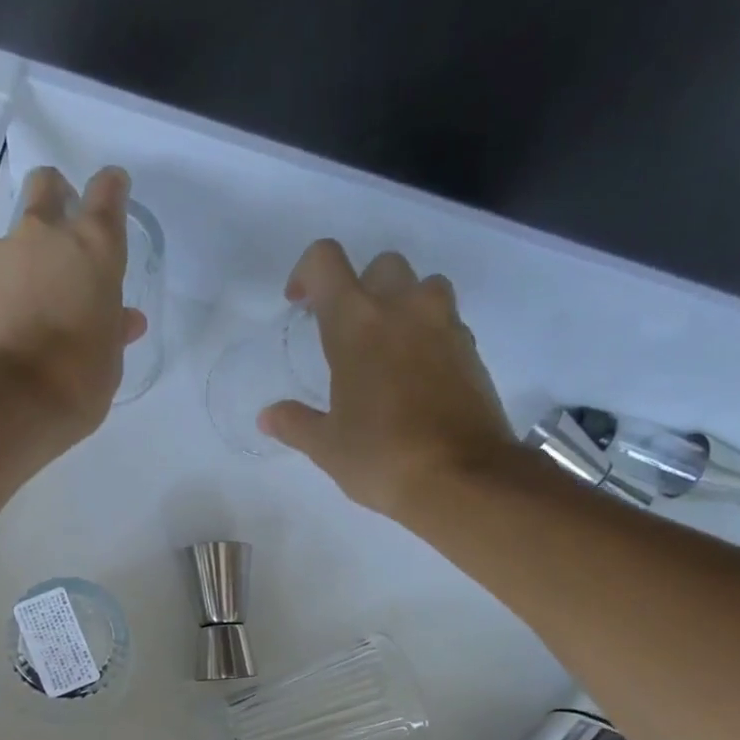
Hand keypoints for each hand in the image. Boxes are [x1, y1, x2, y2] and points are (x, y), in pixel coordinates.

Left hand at [0, 166, 146, 437]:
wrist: (4, 404)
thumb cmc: (75, 384)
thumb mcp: (108, 362)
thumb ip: (112, 329)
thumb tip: (123, 319)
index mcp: (92, 251)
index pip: (107, 195)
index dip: (110, 190)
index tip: (111, 191)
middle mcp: (41, 237)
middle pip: (45, 187)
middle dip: (52, 197)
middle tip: (55, 236)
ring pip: (6, 246)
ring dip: (14, 269)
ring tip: (15, 319)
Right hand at [261, 239, 513, 519]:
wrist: (461, 477)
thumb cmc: (381, 457)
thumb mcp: (327, 447)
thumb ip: (295, 423)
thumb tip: (268, 416)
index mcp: (356, 324)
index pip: (325, 262)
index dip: (306, 273)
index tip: (300, 305)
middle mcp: (402, 309)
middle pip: (381, 266)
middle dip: (360, 288)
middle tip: (348, 332)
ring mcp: (444, 325)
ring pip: (423, 286)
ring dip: (403, 304)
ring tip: (388, 347)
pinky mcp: (472, 349)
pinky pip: (446, 322)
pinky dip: (428, 335)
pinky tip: (417, 377)